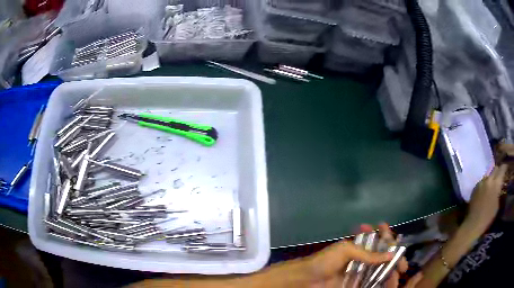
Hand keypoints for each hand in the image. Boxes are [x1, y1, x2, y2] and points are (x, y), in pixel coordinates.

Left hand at [305, 223, 416, 287]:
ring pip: (381, 270)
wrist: (307, 280)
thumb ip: (368, 254)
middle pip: (383, 256)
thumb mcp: (346, 251)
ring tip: (399, 273)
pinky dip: (383, 282)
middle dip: (395, 259)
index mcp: (358, 246)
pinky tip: (391, 281)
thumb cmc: (325, 261)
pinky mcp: (357, 284)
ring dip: (391, 271)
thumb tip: (391, 254)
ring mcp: (360, 273)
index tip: (398, 242)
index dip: (388, 237)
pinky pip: (373, 282)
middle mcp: (362, 259)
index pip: (378, 239)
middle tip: (403, 265)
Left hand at [467, 165, 507, 231]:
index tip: (506, 168)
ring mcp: (481, 182)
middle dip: (498, 171)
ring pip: (488, 175)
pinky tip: (485, 190)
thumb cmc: (488, 217)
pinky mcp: (475, 187)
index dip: (505, 167)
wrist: (473, 224)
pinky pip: (482, 181)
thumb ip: (499, 191)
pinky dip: (485, 183)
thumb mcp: (497, 204)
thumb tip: (499, 186)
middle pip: (495, 169)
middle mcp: (489, 179)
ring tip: (492, 184)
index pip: (502, 169)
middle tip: (500, 176)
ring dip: (491, 178)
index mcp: (496, 183)